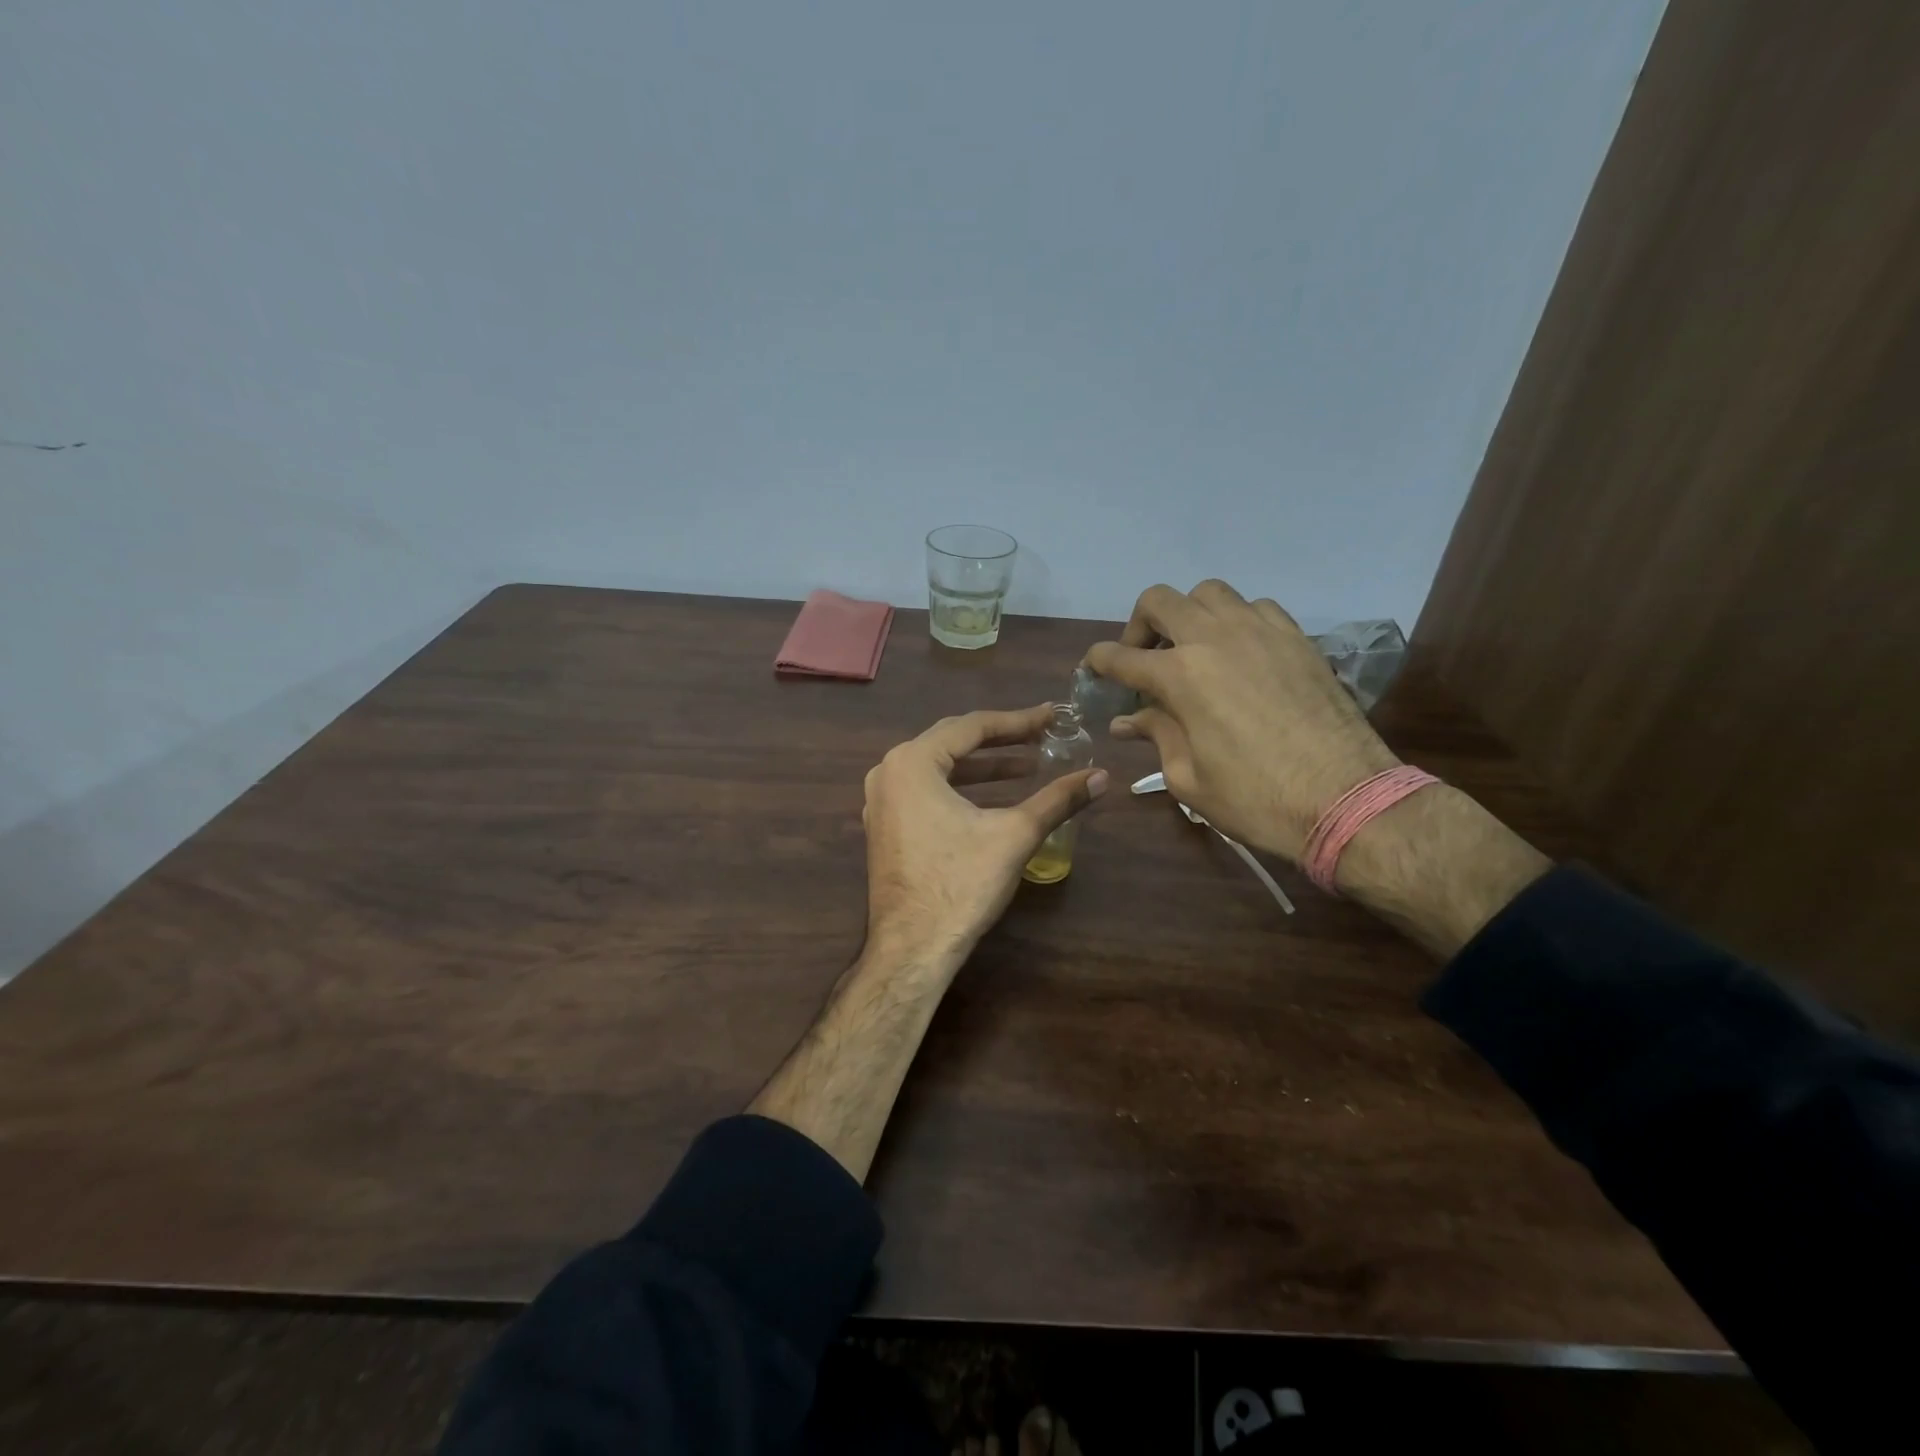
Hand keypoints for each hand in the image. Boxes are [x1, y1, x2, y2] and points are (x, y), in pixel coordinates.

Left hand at [862, 705, 1108, 967]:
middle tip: (1042, 737)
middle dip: (1001, 740)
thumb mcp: (1015, 835)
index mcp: (912, 762)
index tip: (1051, 718)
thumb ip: (1057, 800)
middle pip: (952, 742)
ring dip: (983, 767)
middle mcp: (889, 772)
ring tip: (1028, 768)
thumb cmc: (961, 884)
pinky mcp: (886, 826)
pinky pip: (927, 792)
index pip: (972, 727)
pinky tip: (994, 799)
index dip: (1017, 721)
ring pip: (940, 768)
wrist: (913, 948)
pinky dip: (961, 789)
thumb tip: (1102, 776)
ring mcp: (882, 801)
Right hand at [1085, 581, 1398, 862]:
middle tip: (1142, 658)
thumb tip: (1127, 721)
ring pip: (1209, 593)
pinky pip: (1256, 607)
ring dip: (1189, 615)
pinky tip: (1240, 654)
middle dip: (1138, 625)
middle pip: (1159, 600)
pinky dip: (1236, 621)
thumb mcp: (1188, 778)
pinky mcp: (1297, 637)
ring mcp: (1260, 631)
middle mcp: (1215, 638)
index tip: (1092, 671)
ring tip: (1193, 649)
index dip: (1098, 662)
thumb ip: (1156, 735)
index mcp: (1180, 675)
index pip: (1120, 656)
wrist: (1348, 799)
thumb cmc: (1256, 799)